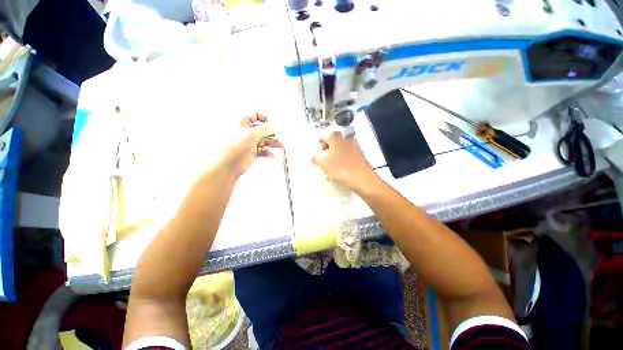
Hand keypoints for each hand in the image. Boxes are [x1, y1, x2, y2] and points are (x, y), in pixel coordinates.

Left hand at [216, 112, 281, 176]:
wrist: (228, 164)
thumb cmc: (231, 147)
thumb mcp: (250, 134)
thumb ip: (263, 130)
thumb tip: (271, 128)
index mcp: (241, 122)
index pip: (255, 115)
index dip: (265, 118)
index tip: (272, 123)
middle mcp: (246, 132)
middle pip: (263, 129)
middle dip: (272, 133)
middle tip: (279, 137)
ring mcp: (249, 142)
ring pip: (265, 140)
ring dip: (273, 143)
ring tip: (280, 146)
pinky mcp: (252, 152)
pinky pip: (263, 150)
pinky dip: (268, 152)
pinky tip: (271, 154)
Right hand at [311, 131, 377, 192]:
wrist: (363, 179)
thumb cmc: (341, 168)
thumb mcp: (324, 164)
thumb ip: (315, 158)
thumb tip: (310, 155)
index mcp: (336, 138)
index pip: (324, 135)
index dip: (318, 141)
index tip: (315, 148)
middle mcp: (346, 139)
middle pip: (333, 140)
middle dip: (326, 146)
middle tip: (322, 155)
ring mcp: (355, 146)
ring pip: (341, 146)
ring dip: (334, 152)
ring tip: (330, 162)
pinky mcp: (360, 155)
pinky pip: (348, 153)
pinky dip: (342, 156)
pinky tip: (340, 166)